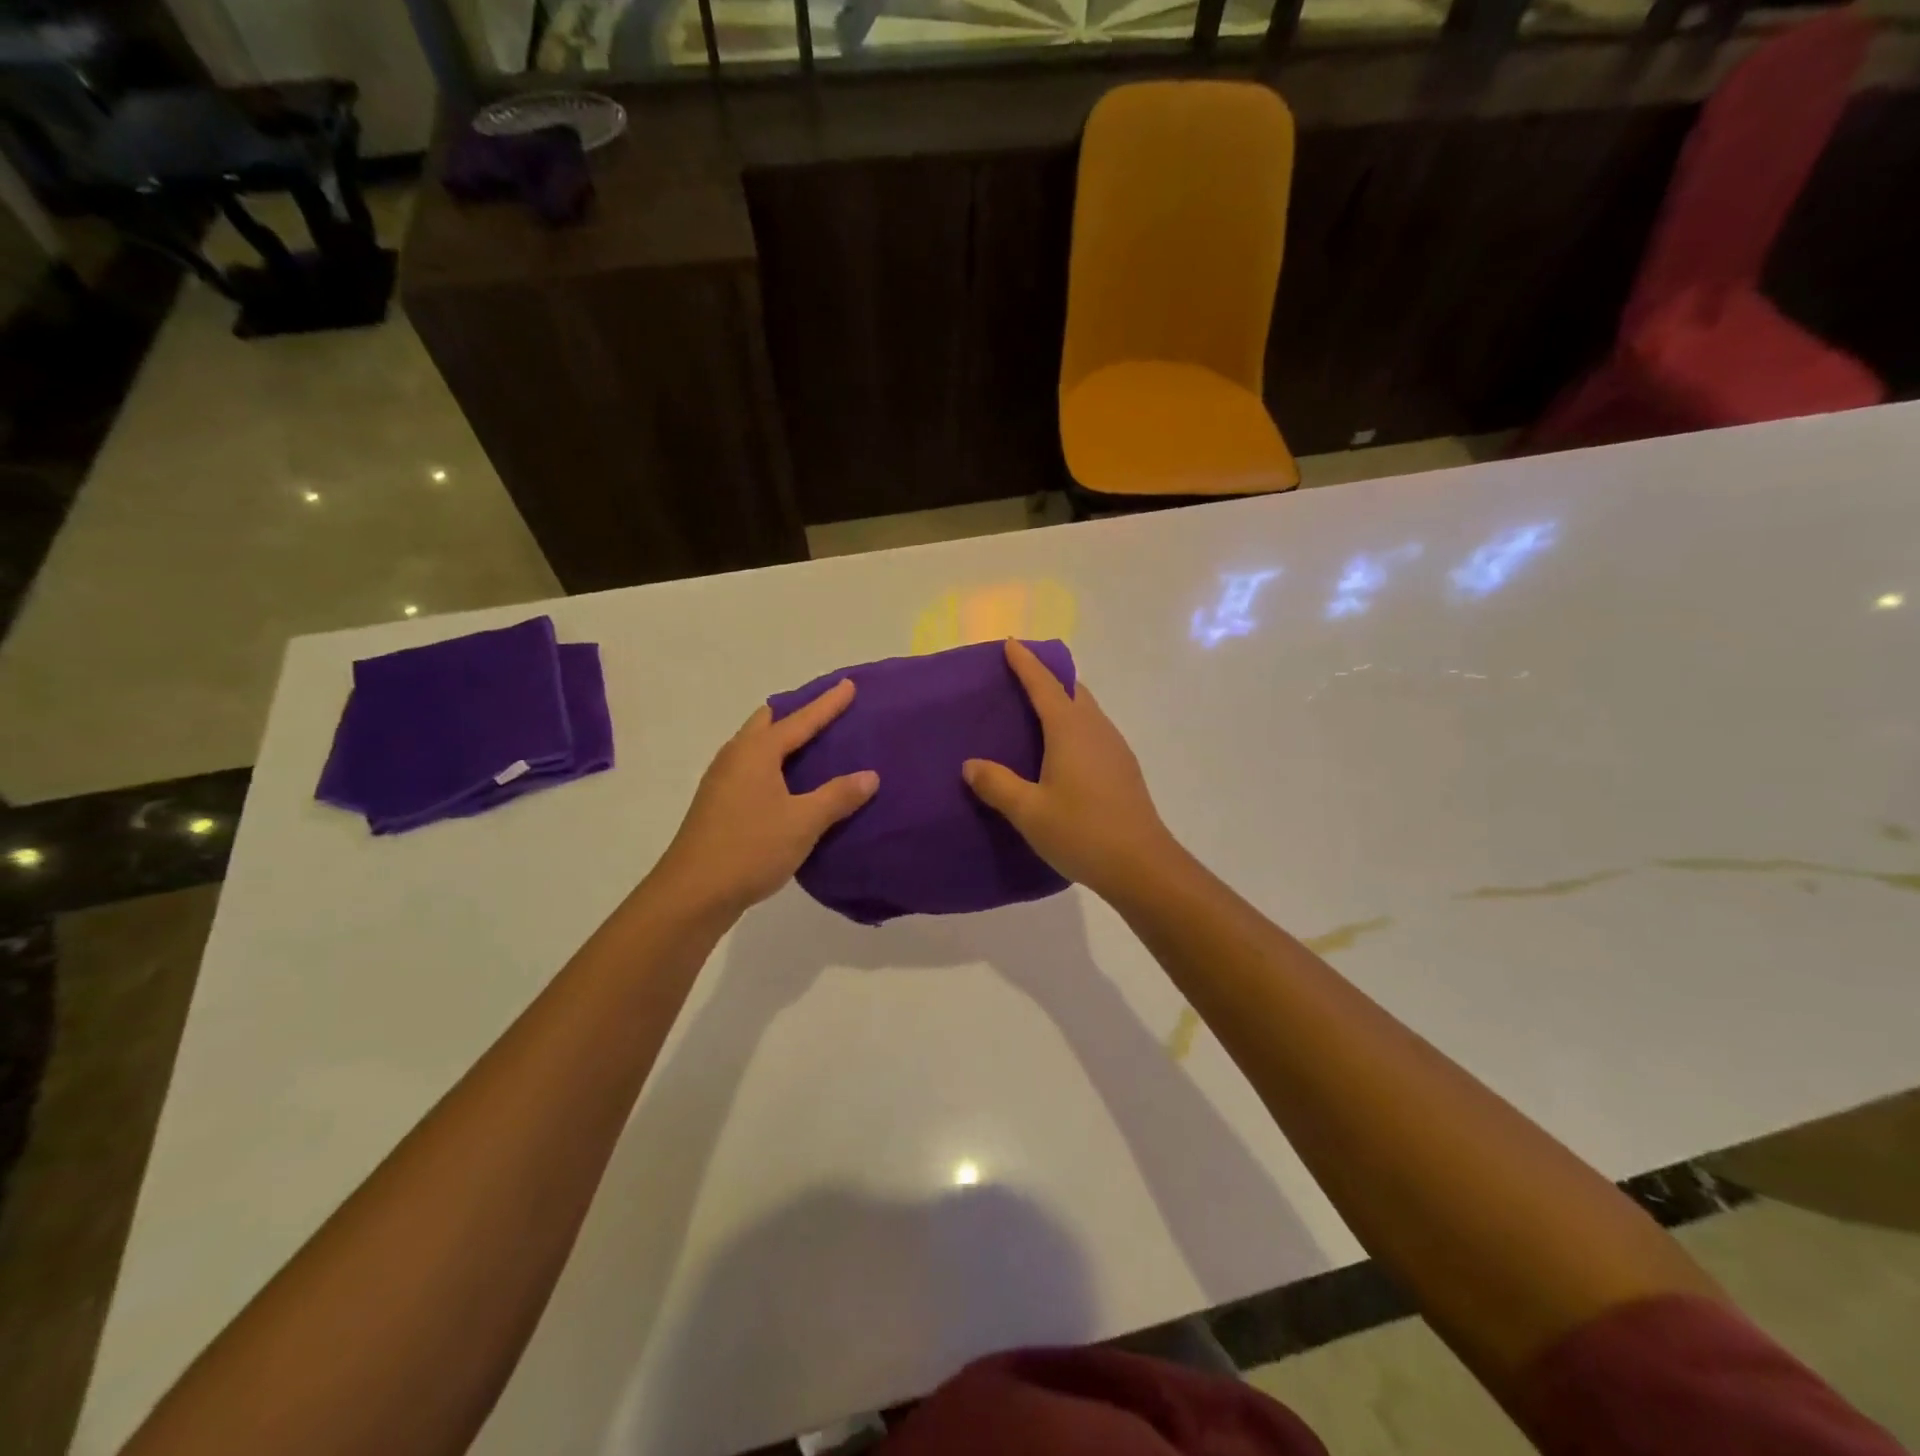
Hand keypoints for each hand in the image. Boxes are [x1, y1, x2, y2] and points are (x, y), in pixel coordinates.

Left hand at [651, 680, 878, 917]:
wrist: (693, 893)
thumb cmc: (751, 848)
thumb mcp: (804, 822)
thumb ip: (838, 796)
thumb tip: (870, 775)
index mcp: (756, 752)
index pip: (800, 719)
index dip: (827, 704)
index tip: (848, 685)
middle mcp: (735, 757)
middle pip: (767, 722)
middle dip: (796, 713)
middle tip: (825, 714)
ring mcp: (722, 781)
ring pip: (755, 745)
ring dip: (781, 739)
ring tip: (811, 745)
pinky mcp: (717, 804)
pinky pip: (751, 768)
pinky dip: (773, 764)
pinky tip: (788, 784)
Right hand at [962, 639, 1179, 902]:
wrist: (1142, 865)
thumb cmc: (1081, 832)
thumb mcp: (1029, 811)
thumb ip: (997, 784)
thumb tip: (971, 765)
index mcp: (1070, 729)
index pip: (1044, 685)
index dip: (1026, 663)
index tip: (1011, 644)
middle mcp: (1095, 729)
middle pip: (1071, 690)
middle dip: (1047, 677)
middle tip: (1019, 677)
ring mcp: (1114, 747)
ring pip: (1086, 710)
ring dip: (1063, 702)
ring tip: (1035, 713)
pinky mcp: (1123, 768)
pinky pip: (1093, 731)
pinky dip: (1074, 725)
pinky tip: (1061, 751)